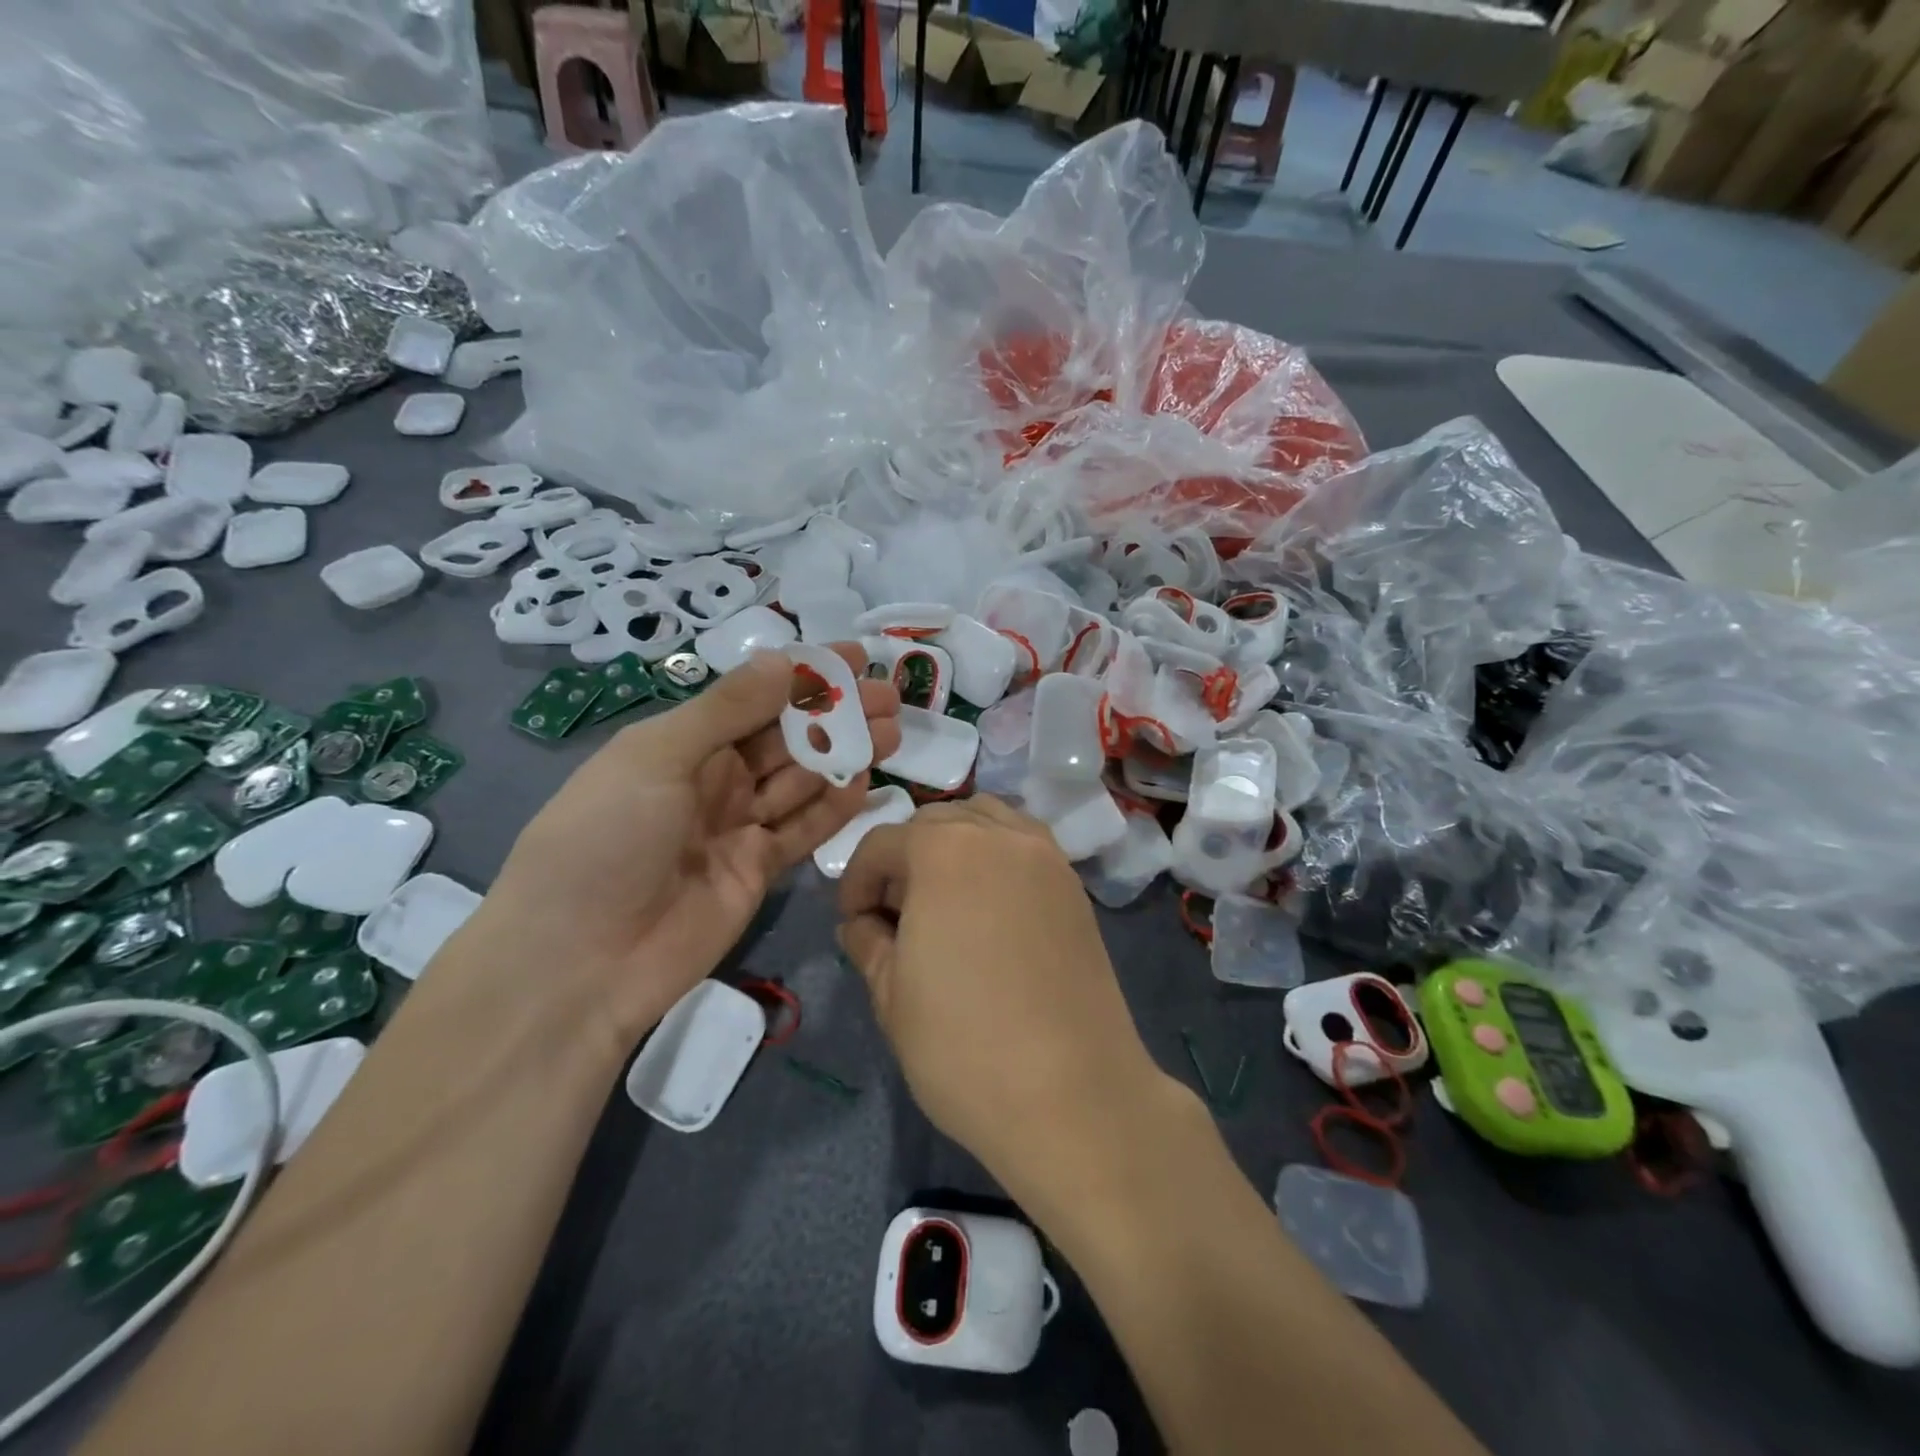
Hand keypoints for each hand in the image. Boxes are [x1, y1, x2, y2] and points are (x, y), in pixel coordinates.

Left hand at [474, 645, 900, 1047]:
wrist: (580, 961)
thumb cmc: (605, 838)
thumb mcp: (657, 757)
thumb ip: (727, 710)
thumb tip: (787, 660)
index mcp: (681, 742)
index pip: (754, 696)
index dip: (804, 675)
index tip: (856, 658)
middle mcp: (713, 778)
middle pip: (786, 736)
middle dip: (835, 713)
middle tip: (889, 697)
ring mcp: (738, 826)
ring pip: (802, 779)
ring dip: (844, 753)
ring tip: (893, 730)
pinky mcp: (759, 869)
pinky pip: (803, 828)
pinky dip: (834, 806)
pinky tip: (866, 781)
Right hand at [836, 797, 1171, 1201]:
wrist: (1073, 1095)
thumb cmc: (964, 1046)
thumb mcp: (891, 996)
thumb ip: (868, 943)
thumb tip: (862, 924)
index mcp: (944, 851)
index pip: (883, 843)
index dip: (857, 881)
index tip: (854, 924)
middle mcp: (999, 835)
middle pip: (936, 822)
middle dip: (904, 858)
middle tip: (895, 915)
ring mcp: (1045, 857)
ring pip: (986, 820)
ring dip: (953, 844)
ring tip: (943, 900)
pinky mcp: (1074, 886)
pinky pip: (1024, 845)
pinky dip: (996, 855)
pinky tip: (988, 906)